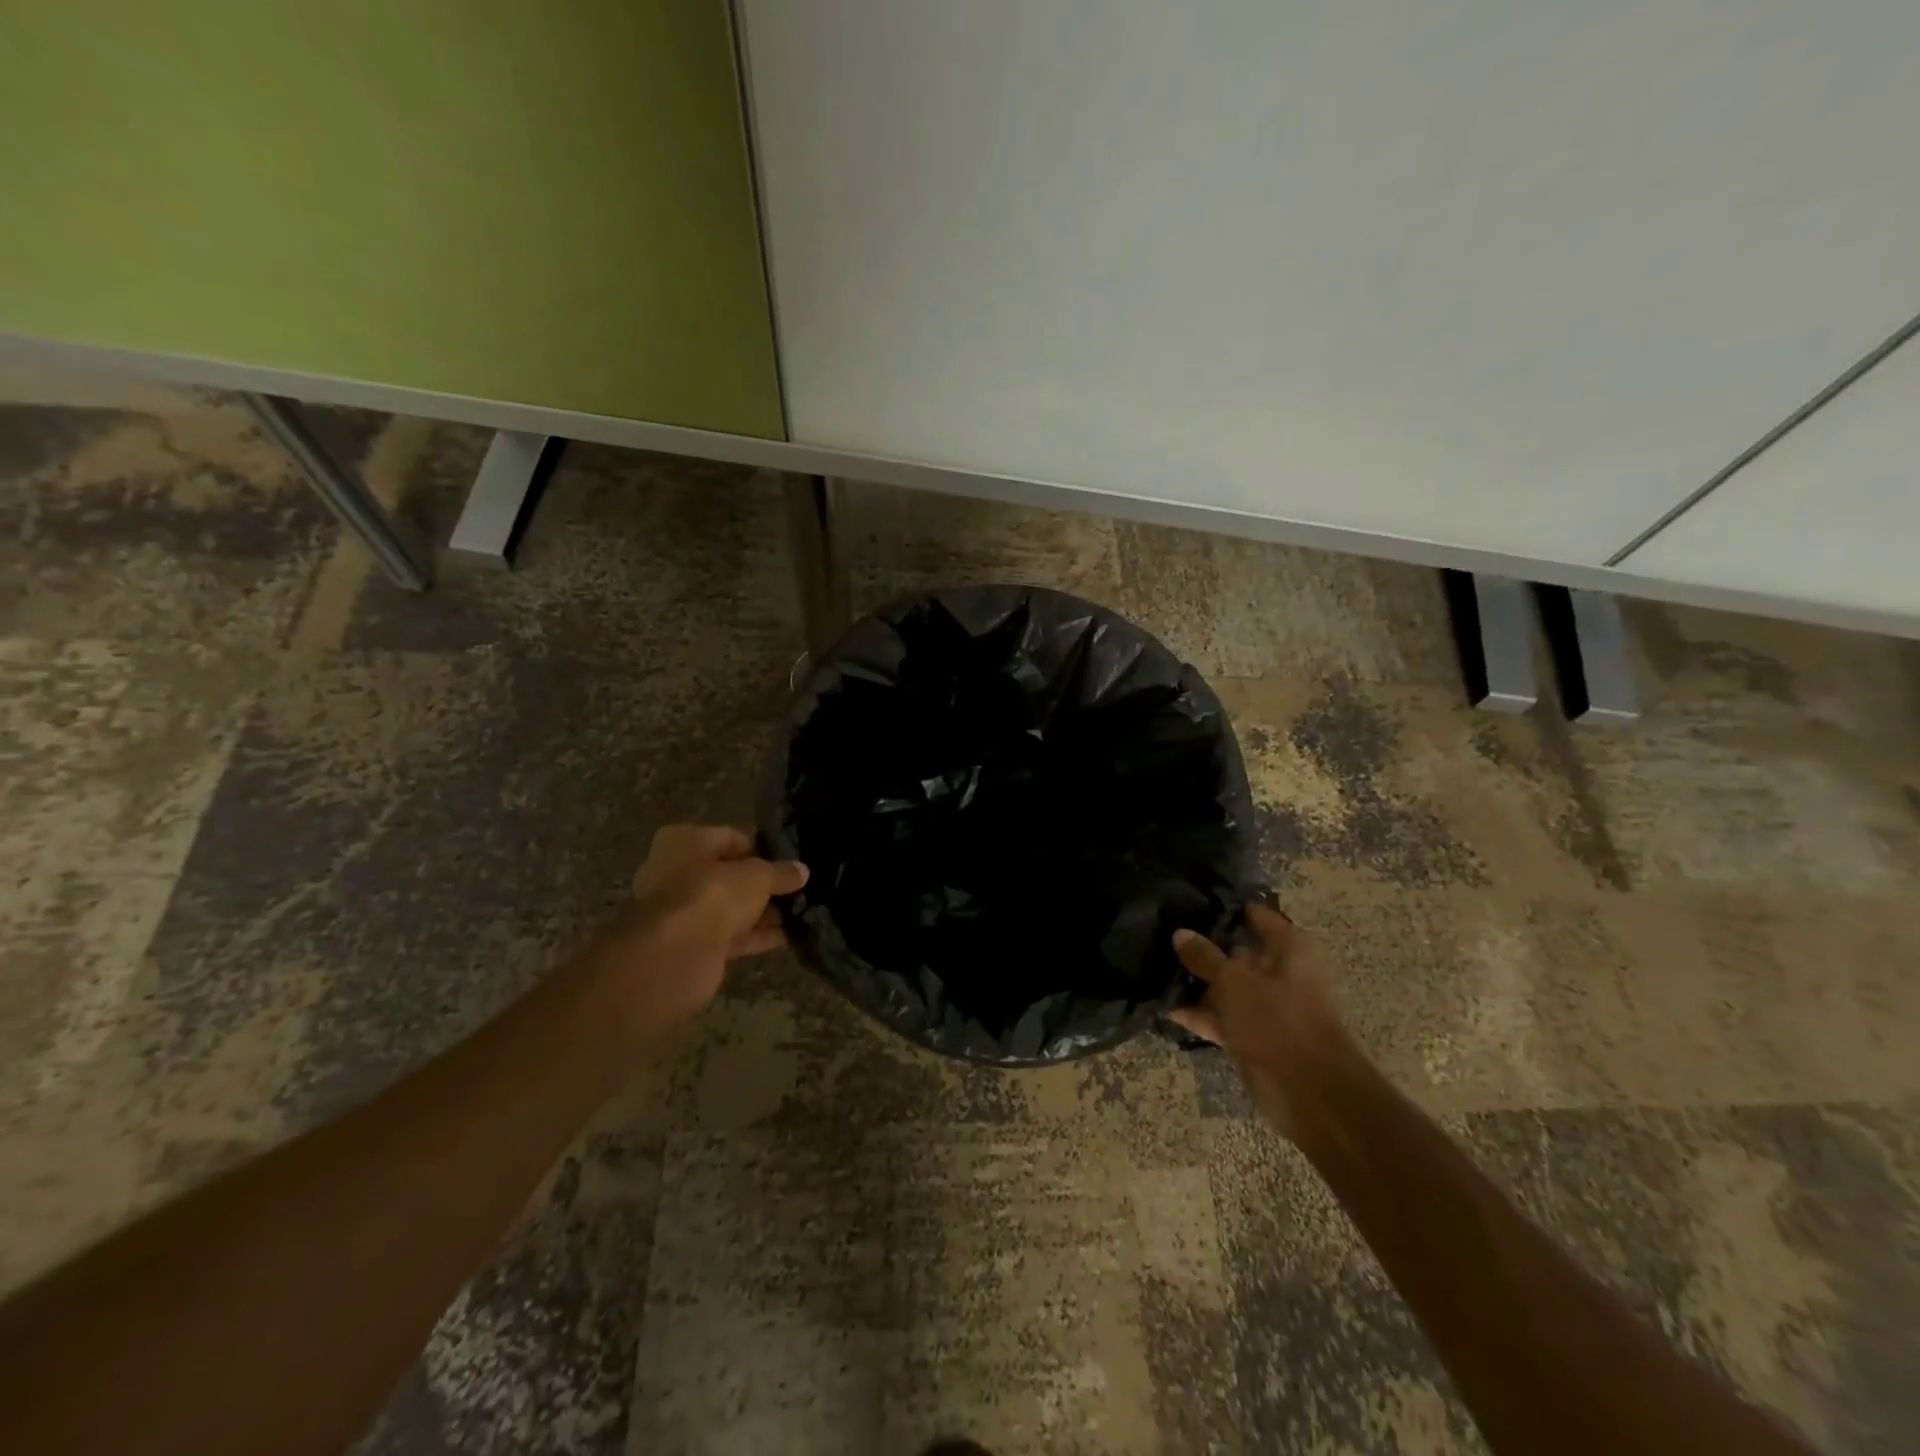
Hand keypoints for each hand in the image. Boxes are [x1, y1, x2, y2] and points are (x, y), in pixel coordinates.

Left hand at [598, 825, 807, 1043]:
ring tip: (800, 912)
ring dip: (762, 912)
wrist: (674, 956)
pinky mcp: (691, 945)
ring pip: (730, 907)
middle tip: (797, 889)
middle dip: (762, 884)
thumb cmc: (712, 895)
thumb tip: (802, 870)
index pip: (731, 838)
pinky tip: (788, 936)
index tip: (790, 863)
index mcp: (684, 842)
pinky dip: (755, 936)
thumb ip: (780, 872)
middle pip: (729, 875)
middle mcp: (676, 872)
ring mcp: (682, 912)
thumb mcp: (757, 876)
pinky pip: (730, 935)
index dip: (762, 850)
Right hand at [1167, 904, 1351, 1137]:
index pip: (1253, 914)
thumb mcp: (1234, 981)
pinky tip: (1164, 1005)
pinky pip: (1221, 1016)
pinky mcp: (1253, 1035)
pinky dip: (1198, 1013)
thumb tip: (1180, 933)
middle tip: (1159, 932)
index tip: (1185, 900)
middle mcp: (1279, 971)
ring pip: (1225, 985)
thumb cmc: (1278, 1020)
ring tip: (1153, 965)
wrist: (1310, 1093)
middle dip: (1201, 945)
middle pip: (1235, 950)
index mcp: (1289, 948)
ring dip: (1195, 982)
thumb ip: (1204, 956)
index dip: (1221, 907)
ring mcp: (1266, 1005)